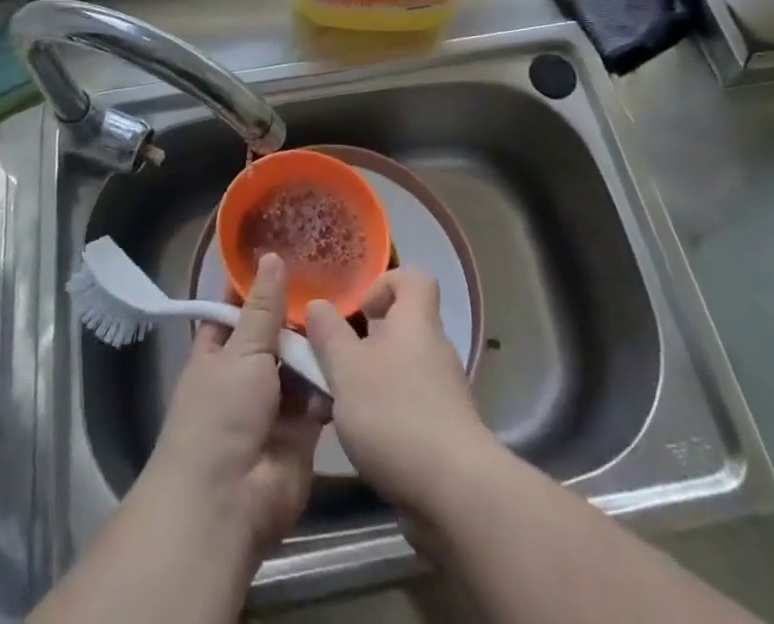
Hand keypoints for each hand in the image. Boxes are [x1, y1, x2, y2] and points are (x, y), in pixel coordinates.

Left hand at [141, 252, 327, 553]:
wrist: (228, 502)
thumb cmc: (221, 414)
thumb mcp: (241, 350)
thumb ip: (262, 307)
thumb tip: (271, 255)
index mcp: (219, 349)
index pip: (239, 305)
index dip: (260, 281)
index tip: (291, 249)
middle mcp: (246, 372)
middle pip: (277, 333)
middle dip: (301, 313)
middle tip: (339, 275)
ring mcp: (274, 403)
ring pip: (301, 363)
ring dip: (320, 345)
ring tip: (355, 308)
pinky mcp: (302, 431)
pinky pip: (320, 395)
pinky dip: (333, 380)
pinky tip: (358, 352)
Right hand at [305, 269, 499, 511]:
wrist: (455, 494)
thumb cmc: (395, 414)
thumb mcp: (346, 368)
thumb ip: (328, 334)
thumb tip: (318, 305)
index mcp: (416, 322)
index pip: (414, 279)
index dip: (385, 283)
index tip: (358, 309)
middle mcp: (434, 350)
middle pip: (400, 329)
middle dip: (361, 345)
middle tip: (331, 366)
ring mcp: (443, 394)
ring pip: (398, 373)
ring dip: (365, 386)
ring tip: (331, 412)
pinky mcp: (443, 434)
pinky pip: (406, 409)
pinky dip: (381, 419)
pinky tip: (357, 444)